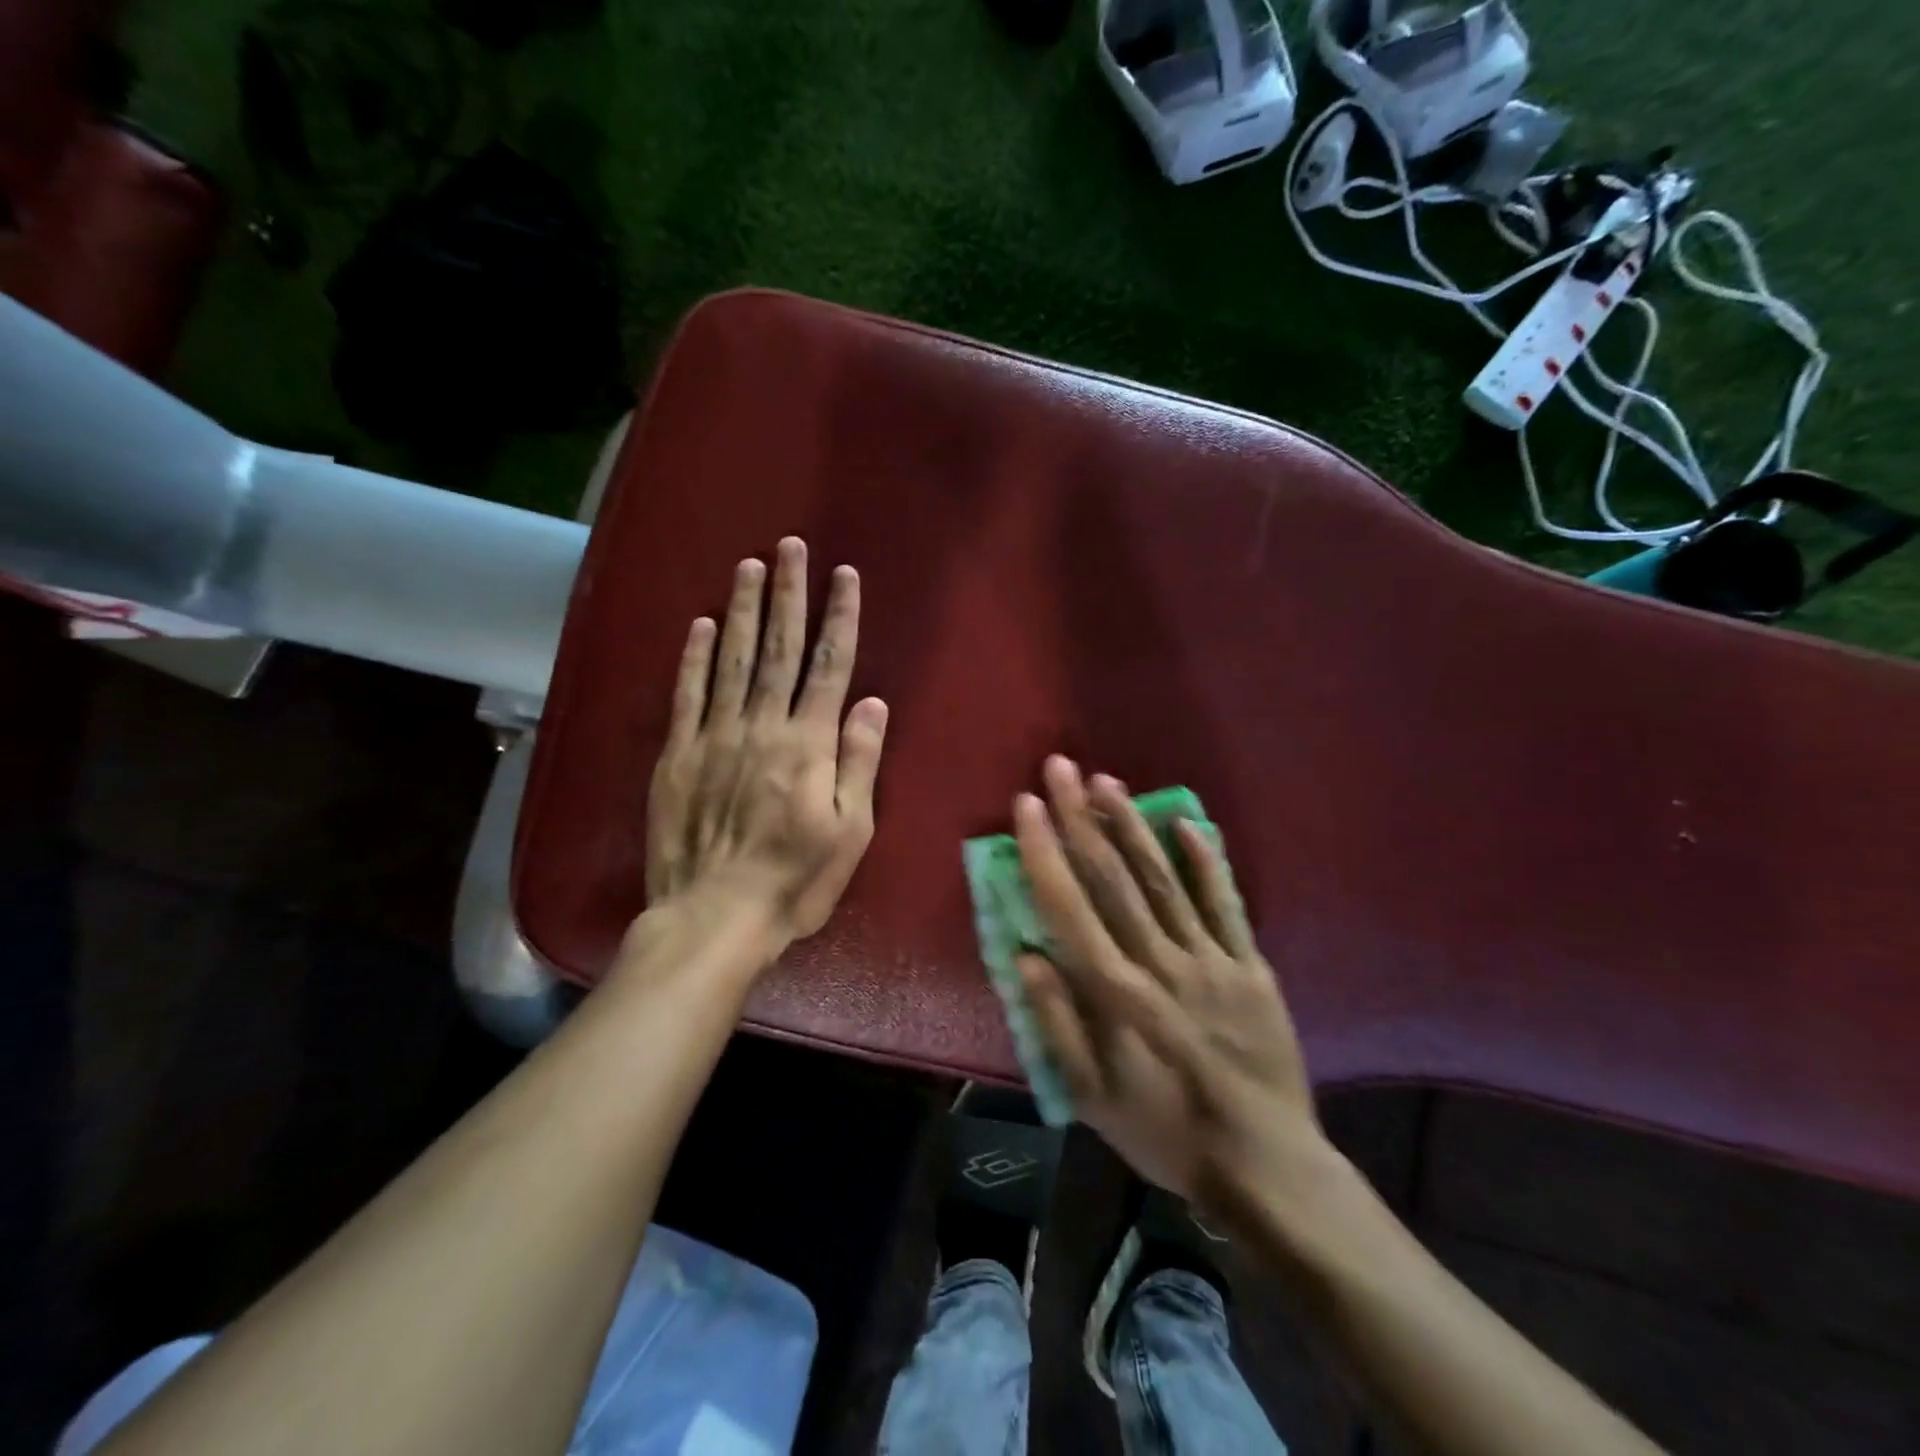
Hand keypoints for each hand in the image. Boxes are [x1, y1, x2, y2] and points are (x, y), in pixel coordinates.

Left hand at [645, 537, 888, 949]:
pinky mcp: (678, 756)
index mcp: (809, 744)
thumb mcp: (850, 831)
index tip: (844, 575)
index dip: (839, 617)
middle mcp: (763, 726)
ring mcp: (716, 737)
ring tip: (748, 567)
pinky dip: (693, 658)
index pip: (830, 666)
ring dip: (742, 611)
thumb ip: (859, 762)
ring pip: (732, 660)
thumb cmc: (796, 880)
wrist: (715, 916)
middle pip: (779, 650)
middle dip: (788, 595)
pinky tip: (700, 625)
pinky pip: (687, 695)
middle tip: (789, 547)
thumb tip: (872, 703)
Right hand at [1014, 757, 1329, 1223]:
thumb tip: (1025, 954)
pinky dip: (1207, 861)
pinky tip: (1187, 822)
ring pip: (1164, 879)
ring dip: (1132, 826)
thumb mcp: (1093, 1097)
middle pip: (1113, 878)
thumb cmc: (1166, 1132)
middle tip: (1061, 768)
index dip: (1045, 852)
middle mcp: (1161, 962)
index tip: (1027, 806)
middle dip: (1081, 818)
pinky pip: (1226, 904)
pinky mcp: (1250, 967)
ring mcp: (1212, 960)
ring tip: (1107, 782)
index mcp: (1117, 994)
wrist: (1267, 1167)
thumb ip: (1057, 1023)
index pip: (1070, 907)